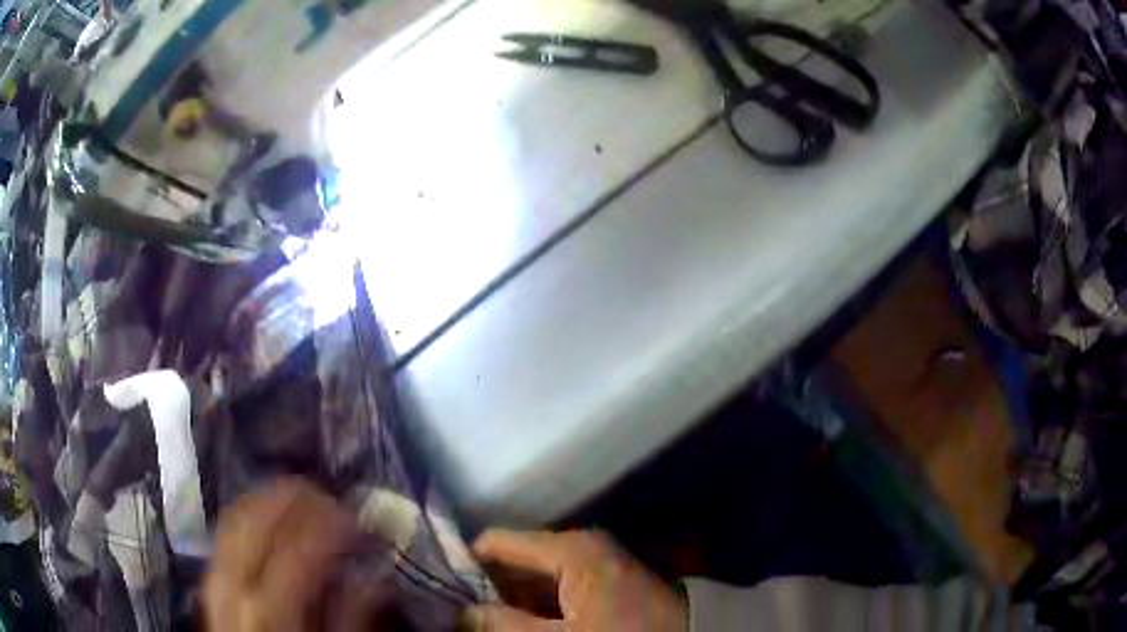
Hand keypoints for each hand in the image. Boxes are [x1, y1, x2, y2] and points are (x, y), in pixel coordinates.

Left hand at [202, 478, 393, 631]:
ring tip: (303, 502)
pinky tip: (269, 517)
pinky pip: (225, 527)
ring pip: (237, 515)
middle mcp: (234, 583)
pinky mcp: (209, 573)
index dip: (330, 526)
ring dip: (270, 499)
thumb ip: (351, 617)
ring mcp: (215, 574)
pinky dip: (249, 512)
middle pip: (259, 519)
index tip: (357, 521)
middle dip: (297, 499)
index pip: (299, 549)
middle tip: (331, 500)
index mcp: (269, 609)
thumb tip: (373, 577)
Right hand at [463, 529, 686, 631]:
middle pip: (514, 561)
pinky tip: (521, 623)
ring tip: (481, 620)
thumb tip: (463, 613)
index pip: (496, 543)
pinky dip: (535, 605)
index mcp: (569, 548)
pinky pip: (555, 589)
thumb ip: (505, 625)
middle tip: (458, 612)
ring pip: (534, 578)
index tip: (440, 589)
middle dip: (486, 588)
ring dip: (509, 600)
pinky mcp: (604, 581)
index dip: (465, 565)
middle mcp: (579, 546)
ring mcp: (594, 564)